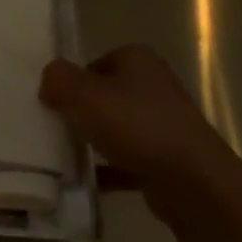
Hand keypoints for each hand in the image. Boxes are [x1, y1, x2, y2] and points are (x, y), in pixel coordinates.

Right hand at [40, 45, 223, 207]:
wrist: (193, 181)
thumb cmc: (136, 125)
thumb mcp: (84, 94)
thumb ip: (58, 80)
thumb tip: (49, 81)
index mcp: (137, 60)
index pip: (94, 63)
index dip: (72, 82)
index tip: (55, 104)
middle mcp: (154, 85)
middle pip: (106, 95)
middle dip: (83, 112)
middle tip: (59, 128)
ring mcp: (164, 123)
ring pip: (118, 128)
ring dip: (96, 141)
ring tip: (69, 156)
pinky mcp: (168, 159)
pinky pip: (129, 160)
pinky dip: (110, 169)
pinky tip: (89, 181)